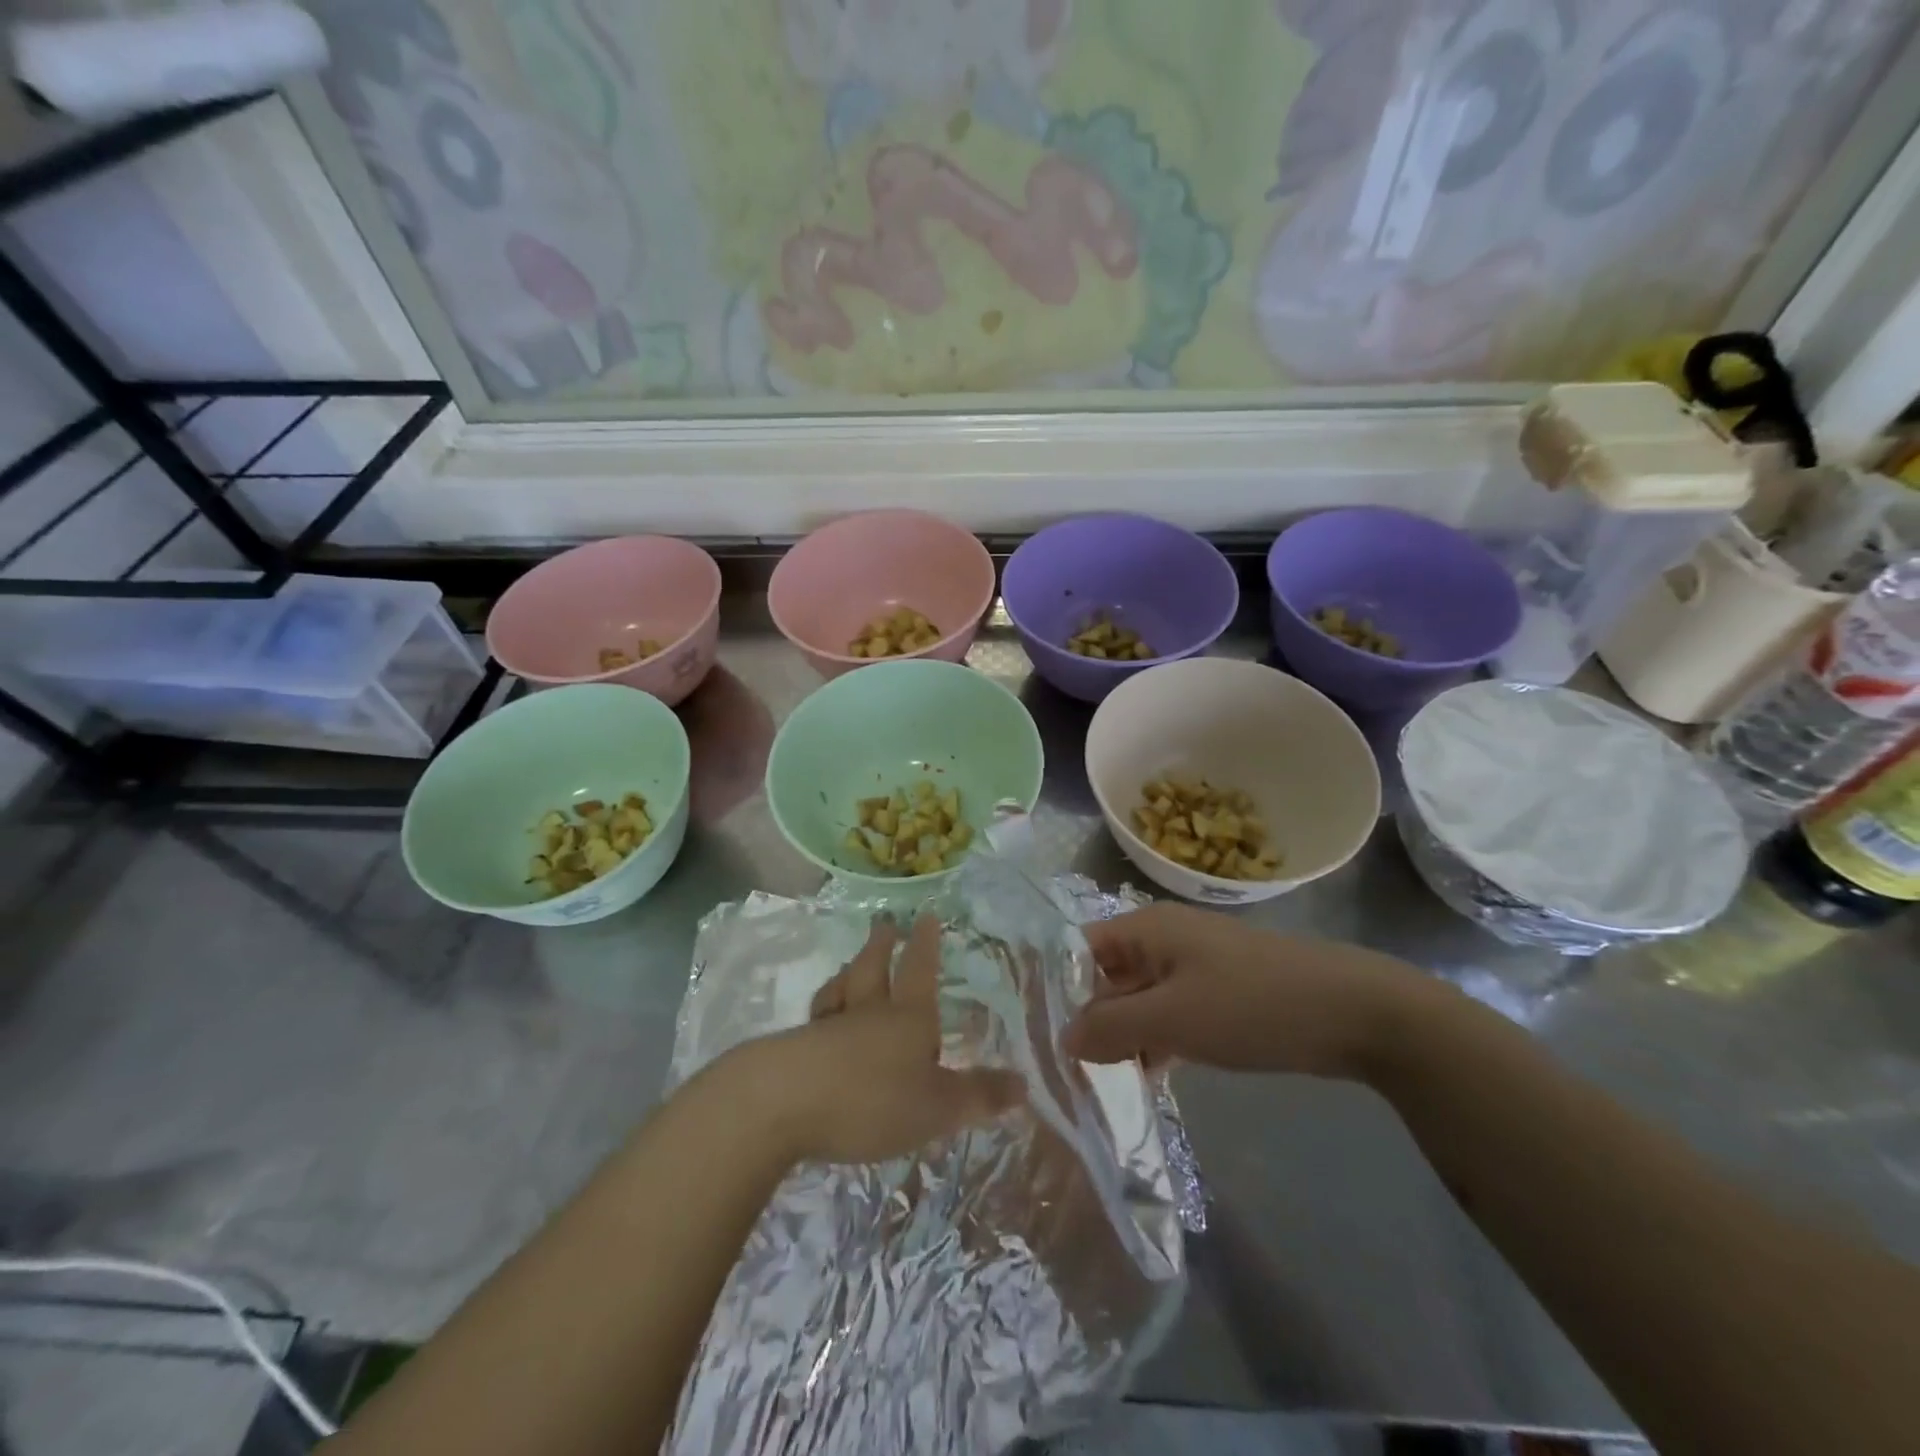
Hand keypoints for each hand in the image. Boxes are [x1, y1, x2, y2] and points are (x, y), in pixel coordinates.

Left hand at [733, 915, 1021, 1165]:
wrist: (781, 1104)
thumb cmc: (871, 1099)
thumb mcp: (937, 1107)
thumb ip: (978, 1096)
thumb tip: (1023, 1085)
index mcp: (907, 1017)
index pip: (921, 971)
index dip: (927, 945)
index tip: (927, 915)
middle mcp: (867, 1013)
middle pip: (874, 969)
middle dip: (882, 946)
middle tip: (884, 924)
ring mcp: (826, 1028)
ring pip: (840, 989)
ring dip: (849, 973)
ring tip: (849, 965)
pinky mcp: (794, 1052)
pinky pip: (814, 1023)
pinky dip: (821, 1016)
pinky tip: (816, 1026)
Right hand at [1060, 903, 1424, 1078]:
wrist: (1353, 1012)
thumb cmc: (1251, 1004)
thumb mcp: (1172, 1019)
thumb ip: (1110, 1027)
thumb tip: (1062, 1038)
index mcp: (1145, 929)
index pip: (1079, 949)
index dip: (1056, 987)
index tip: (1036, 1034)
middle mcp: (1163, 940)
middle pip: (1107, 976)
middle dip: (1088, 1019)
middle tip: (1063, 1070)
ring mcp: (1193, 966)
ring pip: (1139, 999)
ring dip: (1121, 1035)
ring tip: (1097, 1081)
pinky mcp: (1218, 994)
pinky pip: (1169, 1013)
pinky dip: (1155, 1040)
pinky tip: (1146, 1076)